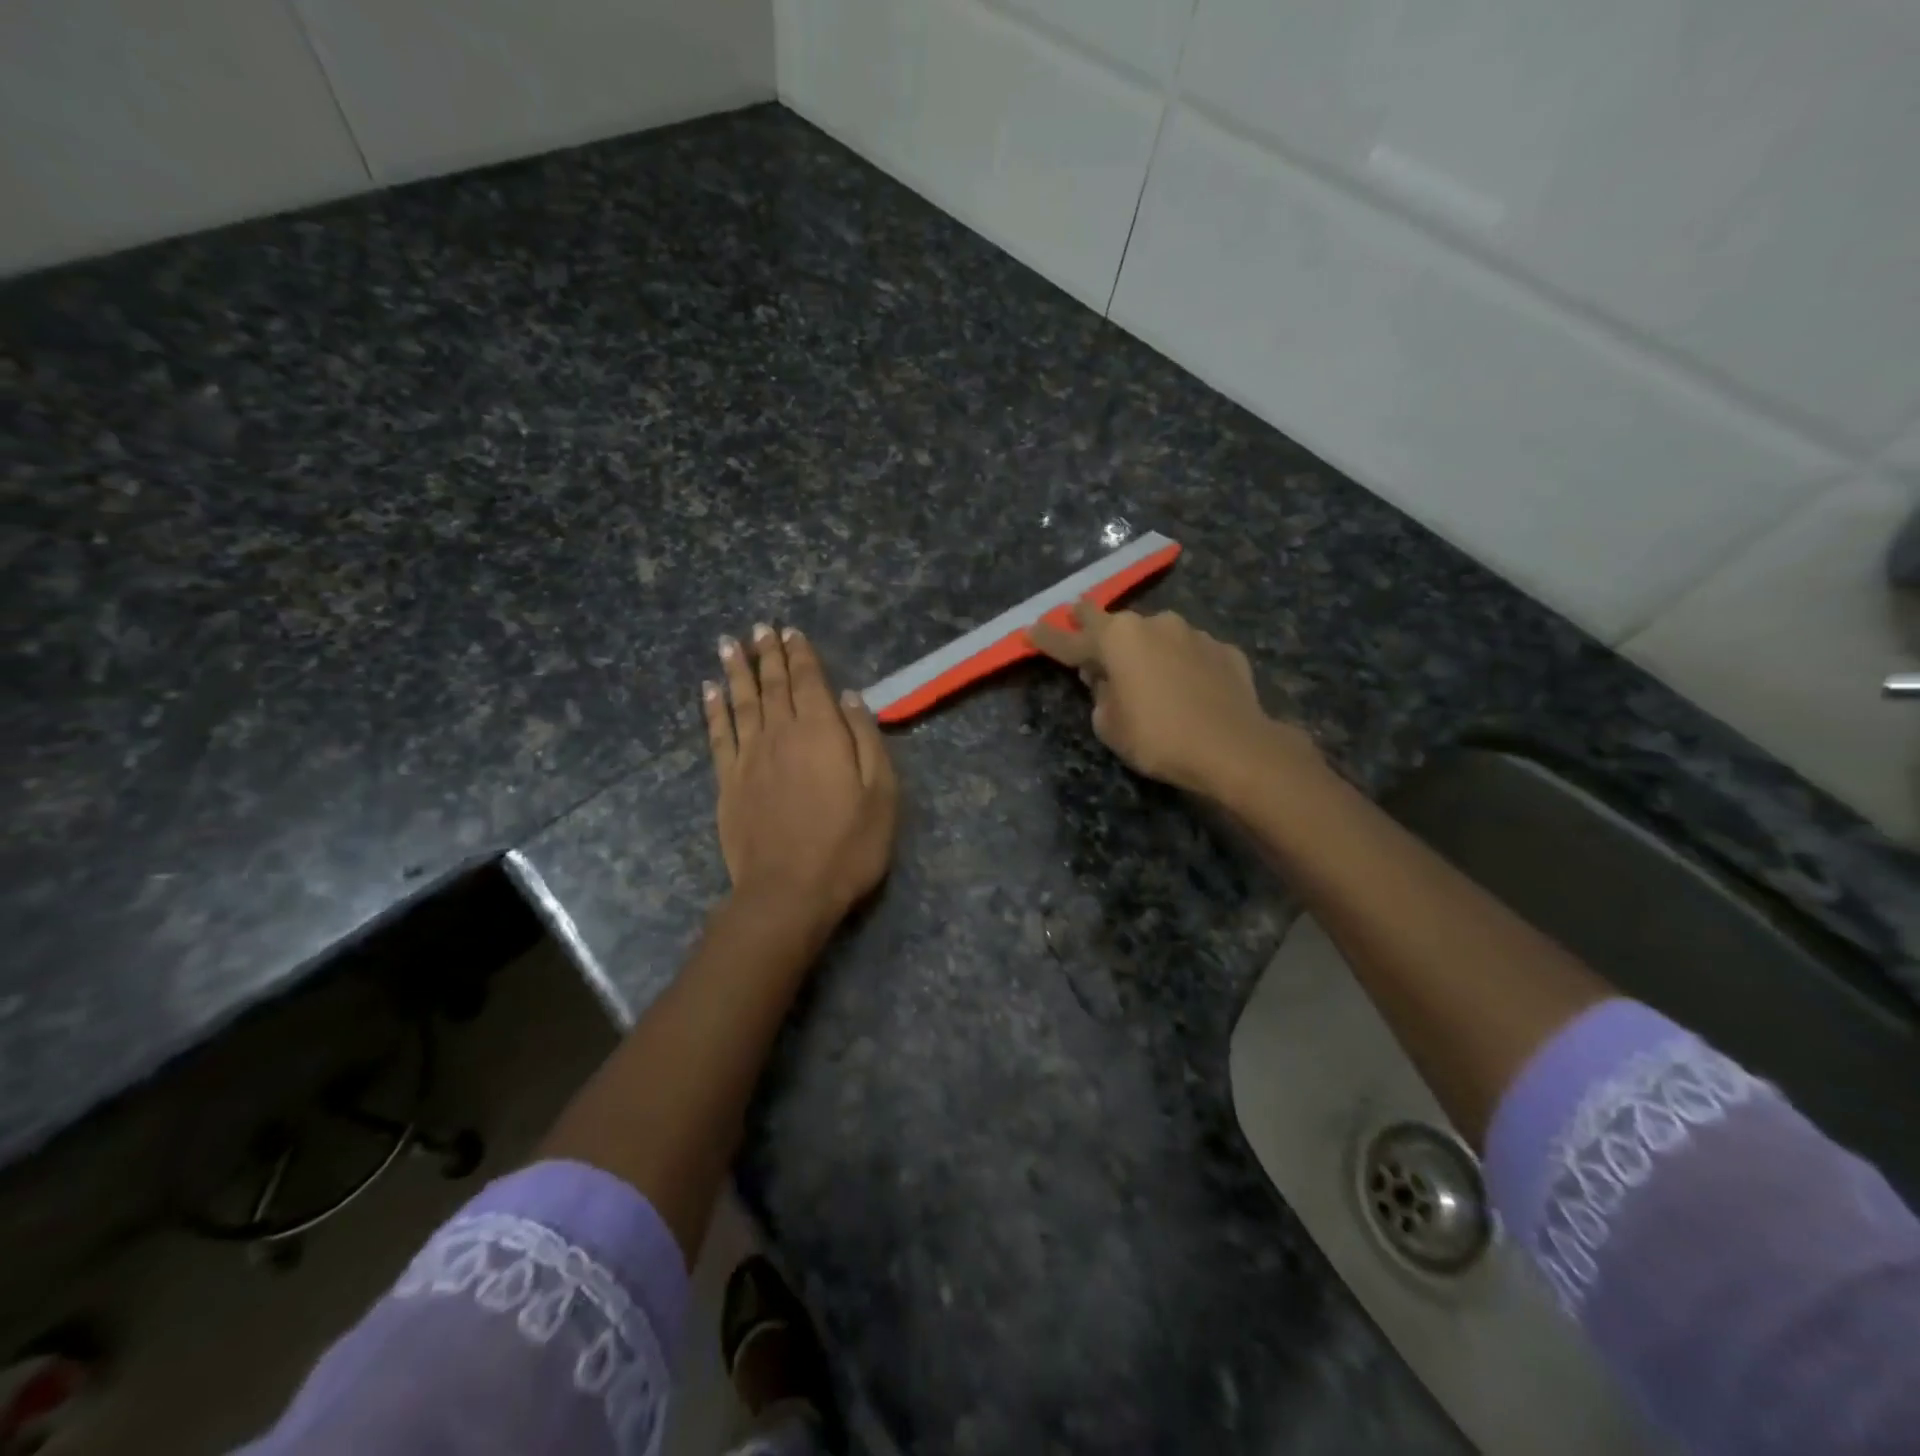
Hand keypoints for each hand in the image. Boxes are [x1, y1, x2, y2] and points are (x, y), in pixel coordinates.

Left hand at [705, 623, 898, 930]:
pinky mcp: (727, 782)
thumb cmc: (848, 845)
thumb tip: (850, 697)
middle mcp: (780, 734)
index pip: (808, 681)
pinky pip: (718, 735)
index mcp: (820, 732)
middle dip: (767, 654)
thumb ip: (866, 739)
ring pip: (741, 702)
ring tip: (729, 644)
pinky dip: (713, 709)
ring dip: (736, 671)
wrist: (789, 892)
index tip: (791, 631)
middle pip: (772, 685)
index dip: (800, 654)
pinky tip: (708, 691)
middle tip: (760, 628)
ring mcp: (748, 758)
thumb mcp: (880, 793)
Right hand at [1028, 600, 1319, 799]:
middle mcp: (1153, 624)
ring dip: (1144, 648)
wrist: (1234, 747)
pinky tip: (1186, 687)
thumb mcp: (1110, 726)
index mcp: (1117, 639)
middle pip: (1112, 620)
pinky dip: (1180, 665)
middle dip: (1090, 621)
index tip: (1030, 630)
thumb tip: (1108, 681)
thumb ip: (1101, 695)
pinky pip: (1189, 654)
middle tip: (1076, 619)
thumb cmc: (1158, 738)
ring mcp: (1192, 633)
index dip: (1047, 637)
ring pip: (1156, 635)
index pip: (1070, 639)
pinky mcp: (1223, 649)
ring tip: (1145, 673)